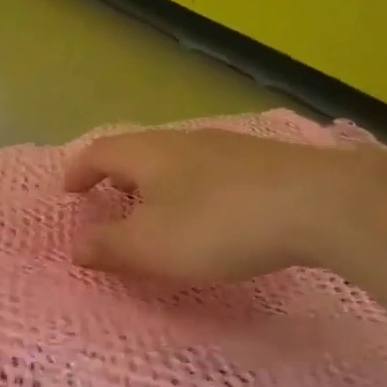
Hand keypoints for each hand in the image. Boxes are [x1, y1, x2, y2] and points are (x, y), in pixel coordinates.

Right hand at [63, 127, 368, 282]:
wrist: (318, 203)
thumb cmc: (217, 225)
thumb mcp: (150, 246)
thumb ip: (108, 245)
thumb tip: (76, 245)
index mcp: (147, 154)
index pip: (99, 152)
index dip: (79, 172)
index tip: (69, 193)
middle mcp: (183, 140)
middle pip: (138, 150)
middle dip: (117, 176)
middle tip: (110, 202)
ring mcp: (226, 146)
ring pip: (175, 158)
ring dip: (156, 182)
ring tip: (157, 211)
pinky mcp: (262, 161)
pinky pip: (209, 170)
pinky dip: (191, 188)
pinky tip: (210, 213)